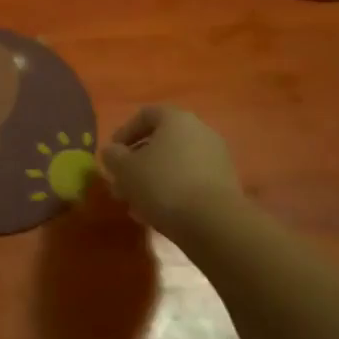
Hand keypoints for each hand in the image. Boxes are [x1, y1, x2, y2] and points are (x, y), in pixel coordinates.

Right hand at [101, 105, 250, 243]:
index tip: (112, 154)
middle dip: (138, 161)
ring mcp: (216, 157)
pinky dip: (173, 191)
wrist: (214, 223)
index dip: (124, 133)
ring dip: (154, 179)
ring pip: (176, 163)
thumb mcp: (125, 169)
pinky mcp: (226, 184)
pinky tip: (159, 213)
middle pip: (162, 141)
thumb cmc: (163, 184)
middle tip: (122, 182)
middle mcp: (200, 131)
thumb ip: (113, 156)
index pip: (145, 115)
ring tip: (137, 203)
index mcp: (176, 119)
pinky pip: (191, 180)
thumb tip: (112, 152)